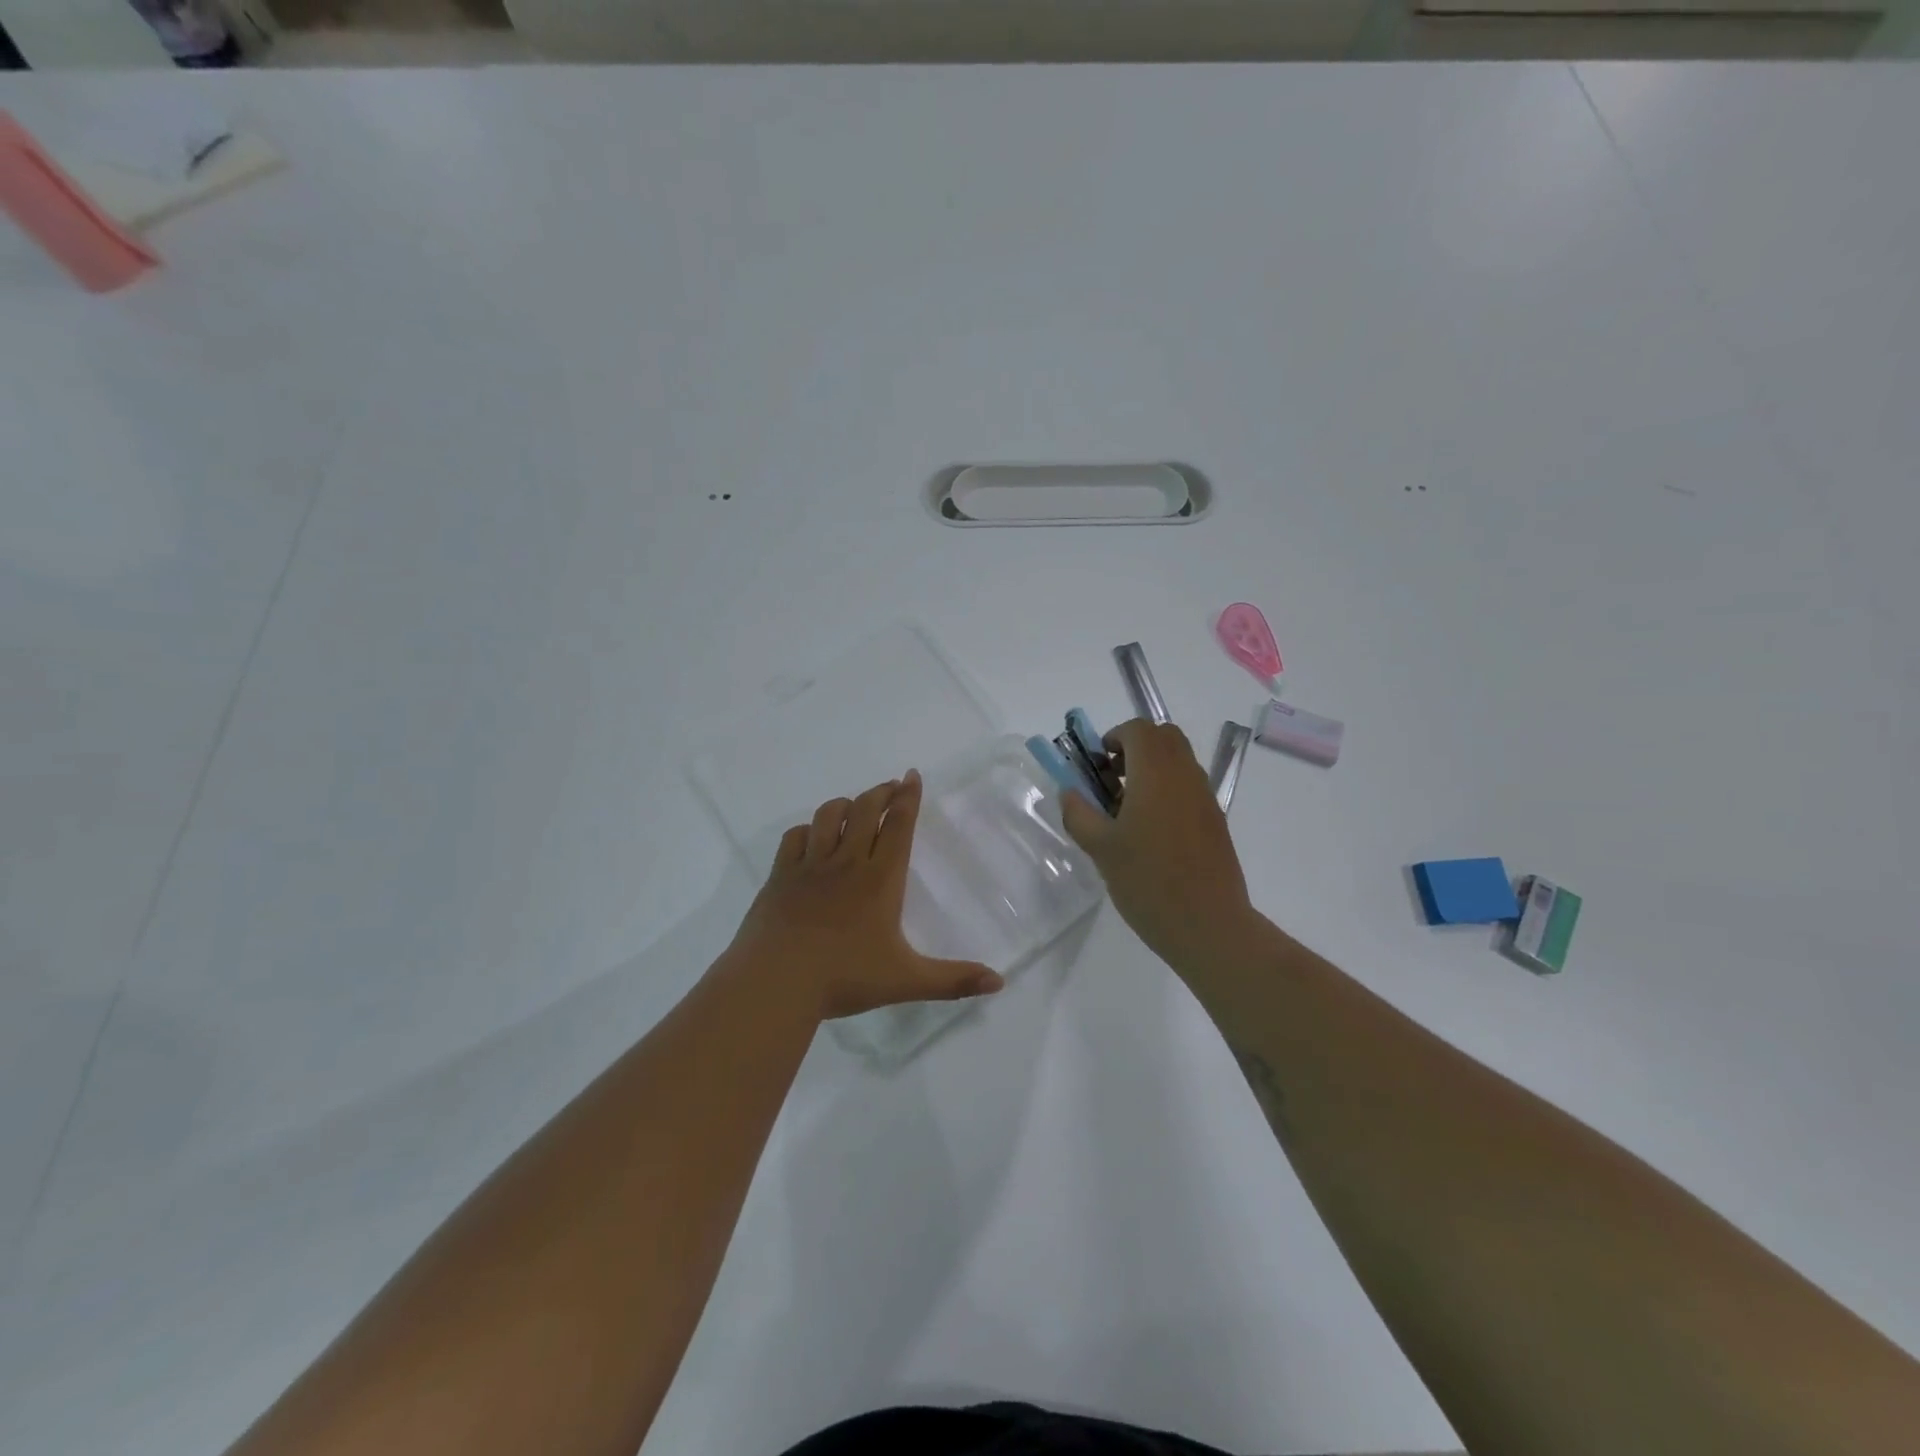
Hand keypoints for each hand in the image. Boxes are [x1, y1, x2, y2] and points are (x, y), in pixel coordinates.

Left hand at [725, 770, 1004, 1020]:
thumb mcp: (906, 981)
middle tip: (891, 786)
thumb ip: (953, 980)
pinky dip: (808, 829)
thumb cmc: (844, 977)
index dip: (908, 797)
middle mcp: (846, 862)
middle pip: (865, 810)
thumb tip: (999, 982)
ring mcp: (809, 866)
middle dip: (881, 792)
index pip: (898, 825)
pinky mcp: (780, 876)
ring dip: (846, 804)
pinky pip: (794, 837)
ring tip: (855, 806)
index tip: (912, 775)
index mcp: (880, 879)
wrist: (776, 982)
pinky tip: (812, 836)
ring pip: (829, 816)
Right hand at [1059, 720, 1258, 972]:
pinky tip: (1151, 831)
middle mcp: (1185, 776)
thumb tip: (1069, 792)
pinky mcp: (1216, 820)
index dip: (1114, 738)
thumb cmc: (1148, 882)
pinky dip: (1168, 789)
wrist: (1208, 925)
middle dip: (1134, 748)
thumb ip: (1079, 814)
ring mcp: (1205, 797)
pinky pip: (1189, 786)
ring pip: (1179, 761)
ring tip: (1127, 810)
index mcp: (1156, 774)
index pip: (1138, 729)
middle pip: (1163, 737)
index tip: (1097, 766)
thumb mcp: (1100, 849)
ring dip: (1152, 768)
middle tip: (1112, 780)